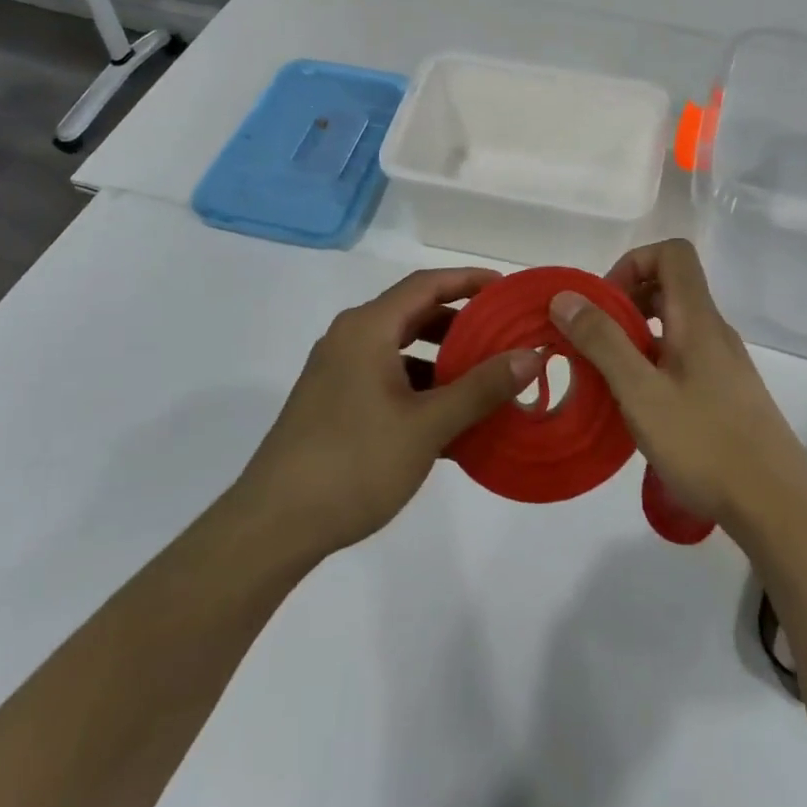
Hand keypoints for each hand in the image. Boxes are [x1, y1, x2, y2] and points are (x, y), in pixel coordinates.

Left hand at [240, 268, 541, 561]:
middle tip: (503, 336)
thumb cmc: (354, 463)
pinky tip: (448, 419)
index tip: (507, 290)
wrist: (274, 525)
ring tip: (484, 379)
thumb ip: (481, 388)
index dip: (469, 280)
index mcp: (367, 328)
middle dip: (460, 322)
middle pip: (413, 313)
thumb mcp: (427, 425)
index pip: (426, 284)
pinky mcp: (333, 402)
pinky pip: (386, 377)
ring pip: (400, 349)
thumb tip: (532, 355)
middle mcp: (350, 338)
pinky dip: (420, 386)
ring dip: (441, 358)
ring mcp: (337, 371)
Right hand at [549, 239, 806, 534]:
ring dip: (636, 337)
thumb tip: (566, 297)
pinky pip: (682, 357)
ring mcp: (723, 363)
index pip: (672, 254)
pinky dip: (653, 364)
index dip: (633, 264)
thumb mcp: (641, 393)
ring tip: (608, 376)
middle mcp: (714, 331)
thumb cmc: (706, 444)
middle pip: (670, 286)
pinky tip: (638, 407)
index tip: (604, 304)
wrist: (779, 508)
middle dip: (625, 302)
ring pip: (674, 325)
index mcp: (698, 319)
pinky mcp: (726, 394)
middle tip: (595, 341)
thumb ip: (602, 342)